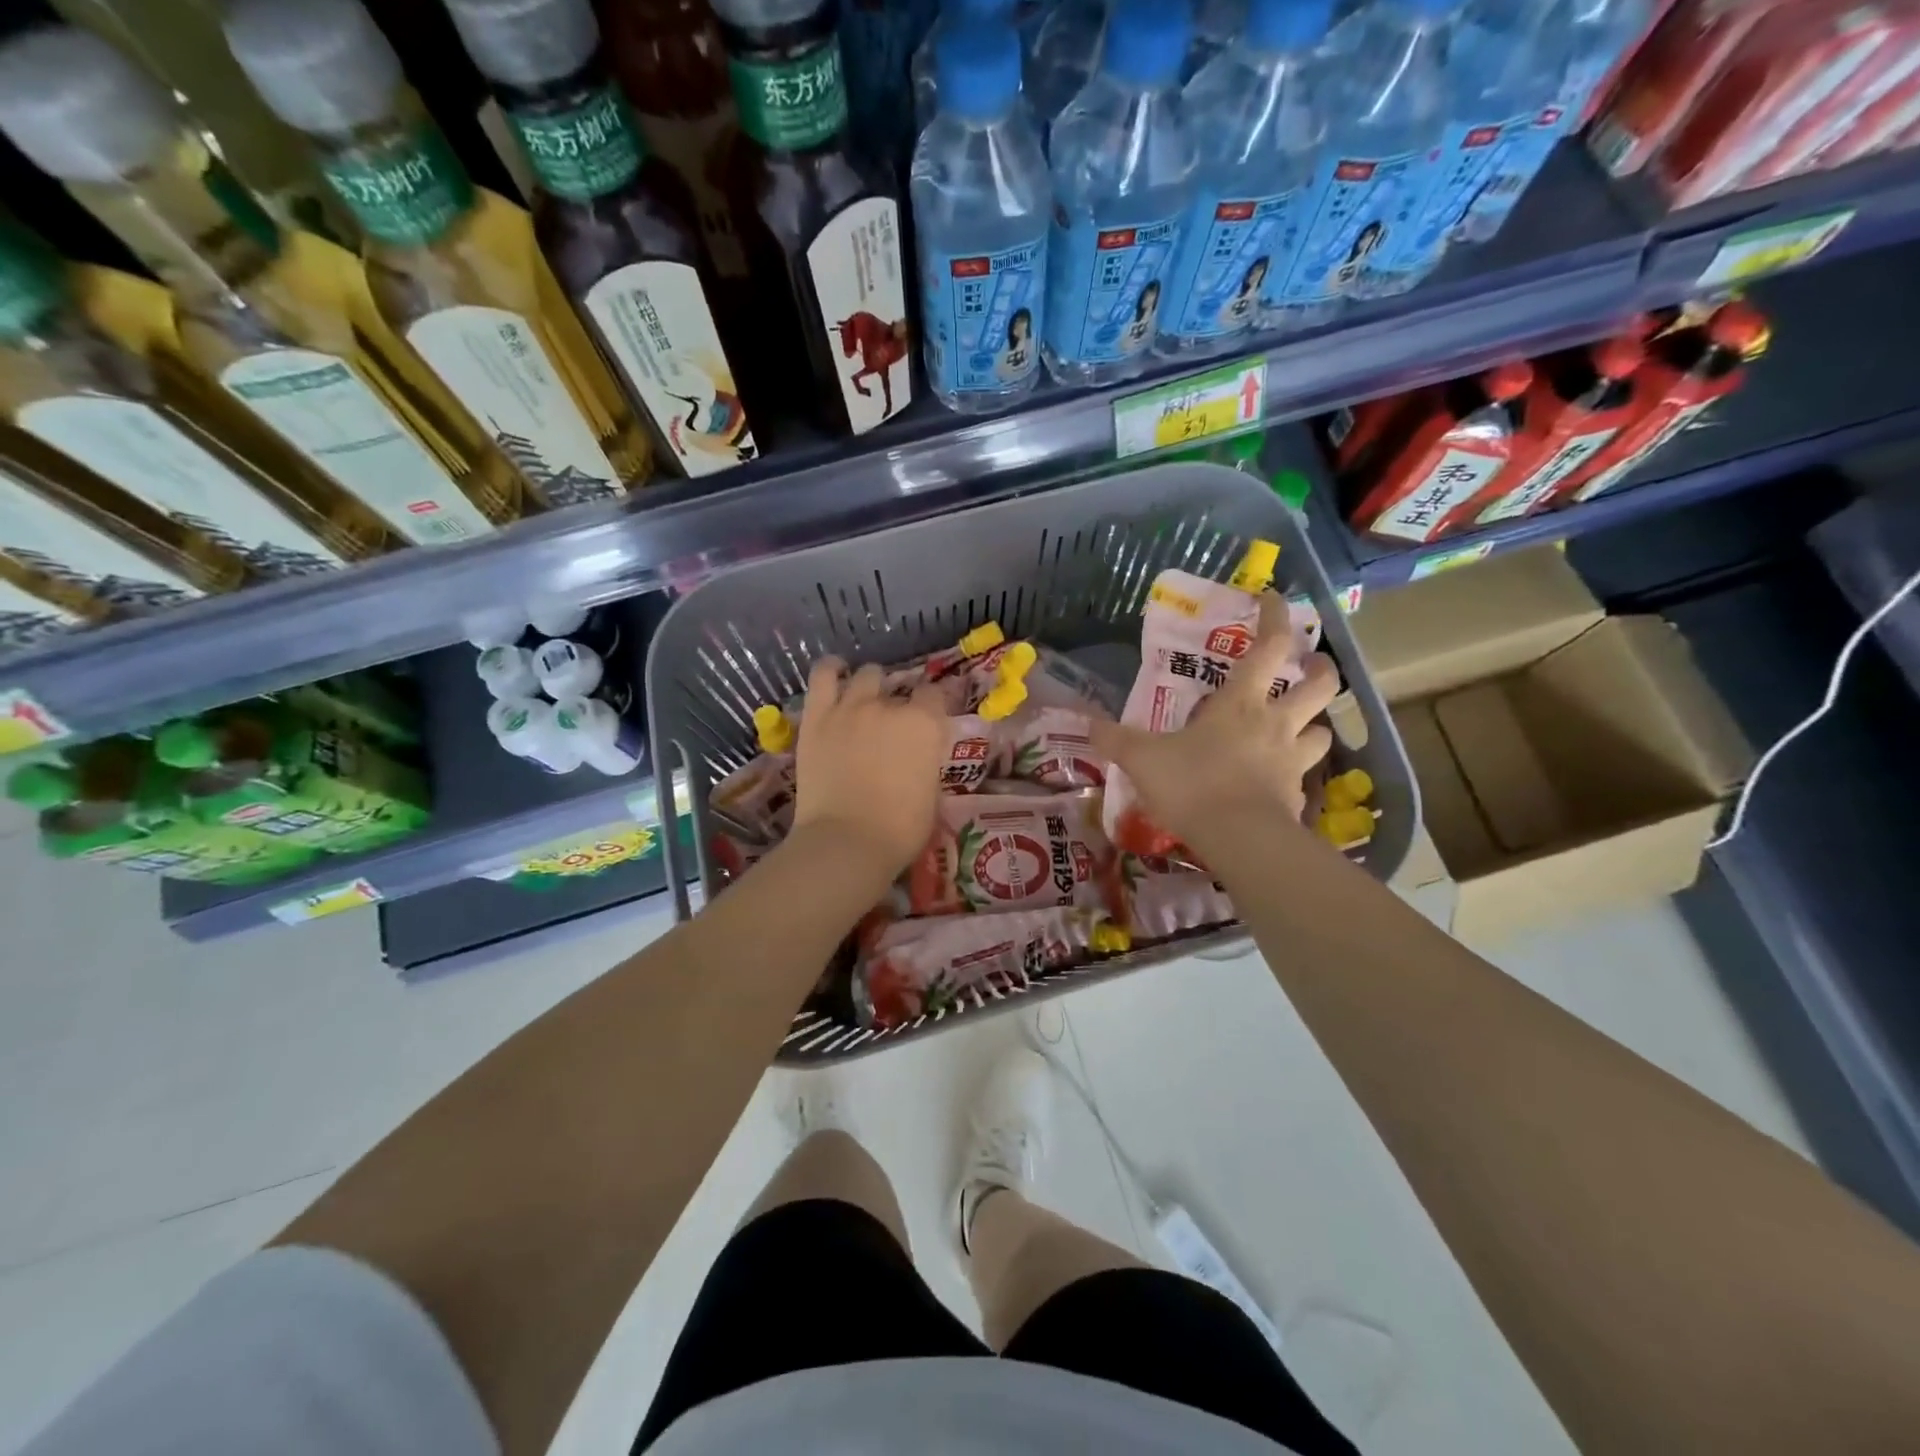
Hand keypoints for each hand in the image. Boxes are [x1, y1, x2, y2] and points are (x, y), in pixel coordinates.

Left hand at [791, 657, 947, 880]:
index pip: (935, 695)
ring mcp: (851, 707)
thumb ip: (926, 764)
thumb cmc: (900, 830)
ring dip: (870, 685)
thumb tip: (918, 758)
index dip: (932, 707)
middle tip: (891, 726)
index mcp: (925, 725)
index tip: (928, 720)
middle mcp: (890, 706)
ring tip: (865, 699)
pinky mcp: (817, 716)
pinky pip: (823, 675)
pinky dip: (831, 670)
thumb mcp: (931, 795)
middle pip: (899, 687)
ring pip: (866, 675)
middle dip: (898, 703)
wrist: (847, 842)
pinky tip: (835, 672)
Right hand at [1092, 593, 1339, 853]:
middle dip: (1321, 668)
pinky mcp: (1297, 797)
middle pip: (1320, 684)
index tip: (1274, 597)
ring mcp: (1292, 760)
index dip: (1276, 617)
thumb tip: (1086, 724)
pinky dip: (1295, 774)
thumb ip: (1115, 739)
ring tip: (1299, 726)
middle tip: (1313, 665)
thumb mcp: (1143, 758)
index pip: (1270, 646)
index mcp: (1241, 702)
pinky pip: (1304, 778)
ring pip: (1322, 731)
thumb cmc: (1193, 783)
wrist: (1239, 839)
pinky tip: (1277, 781)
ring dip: (1314, 724)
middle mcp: (1276, 723)